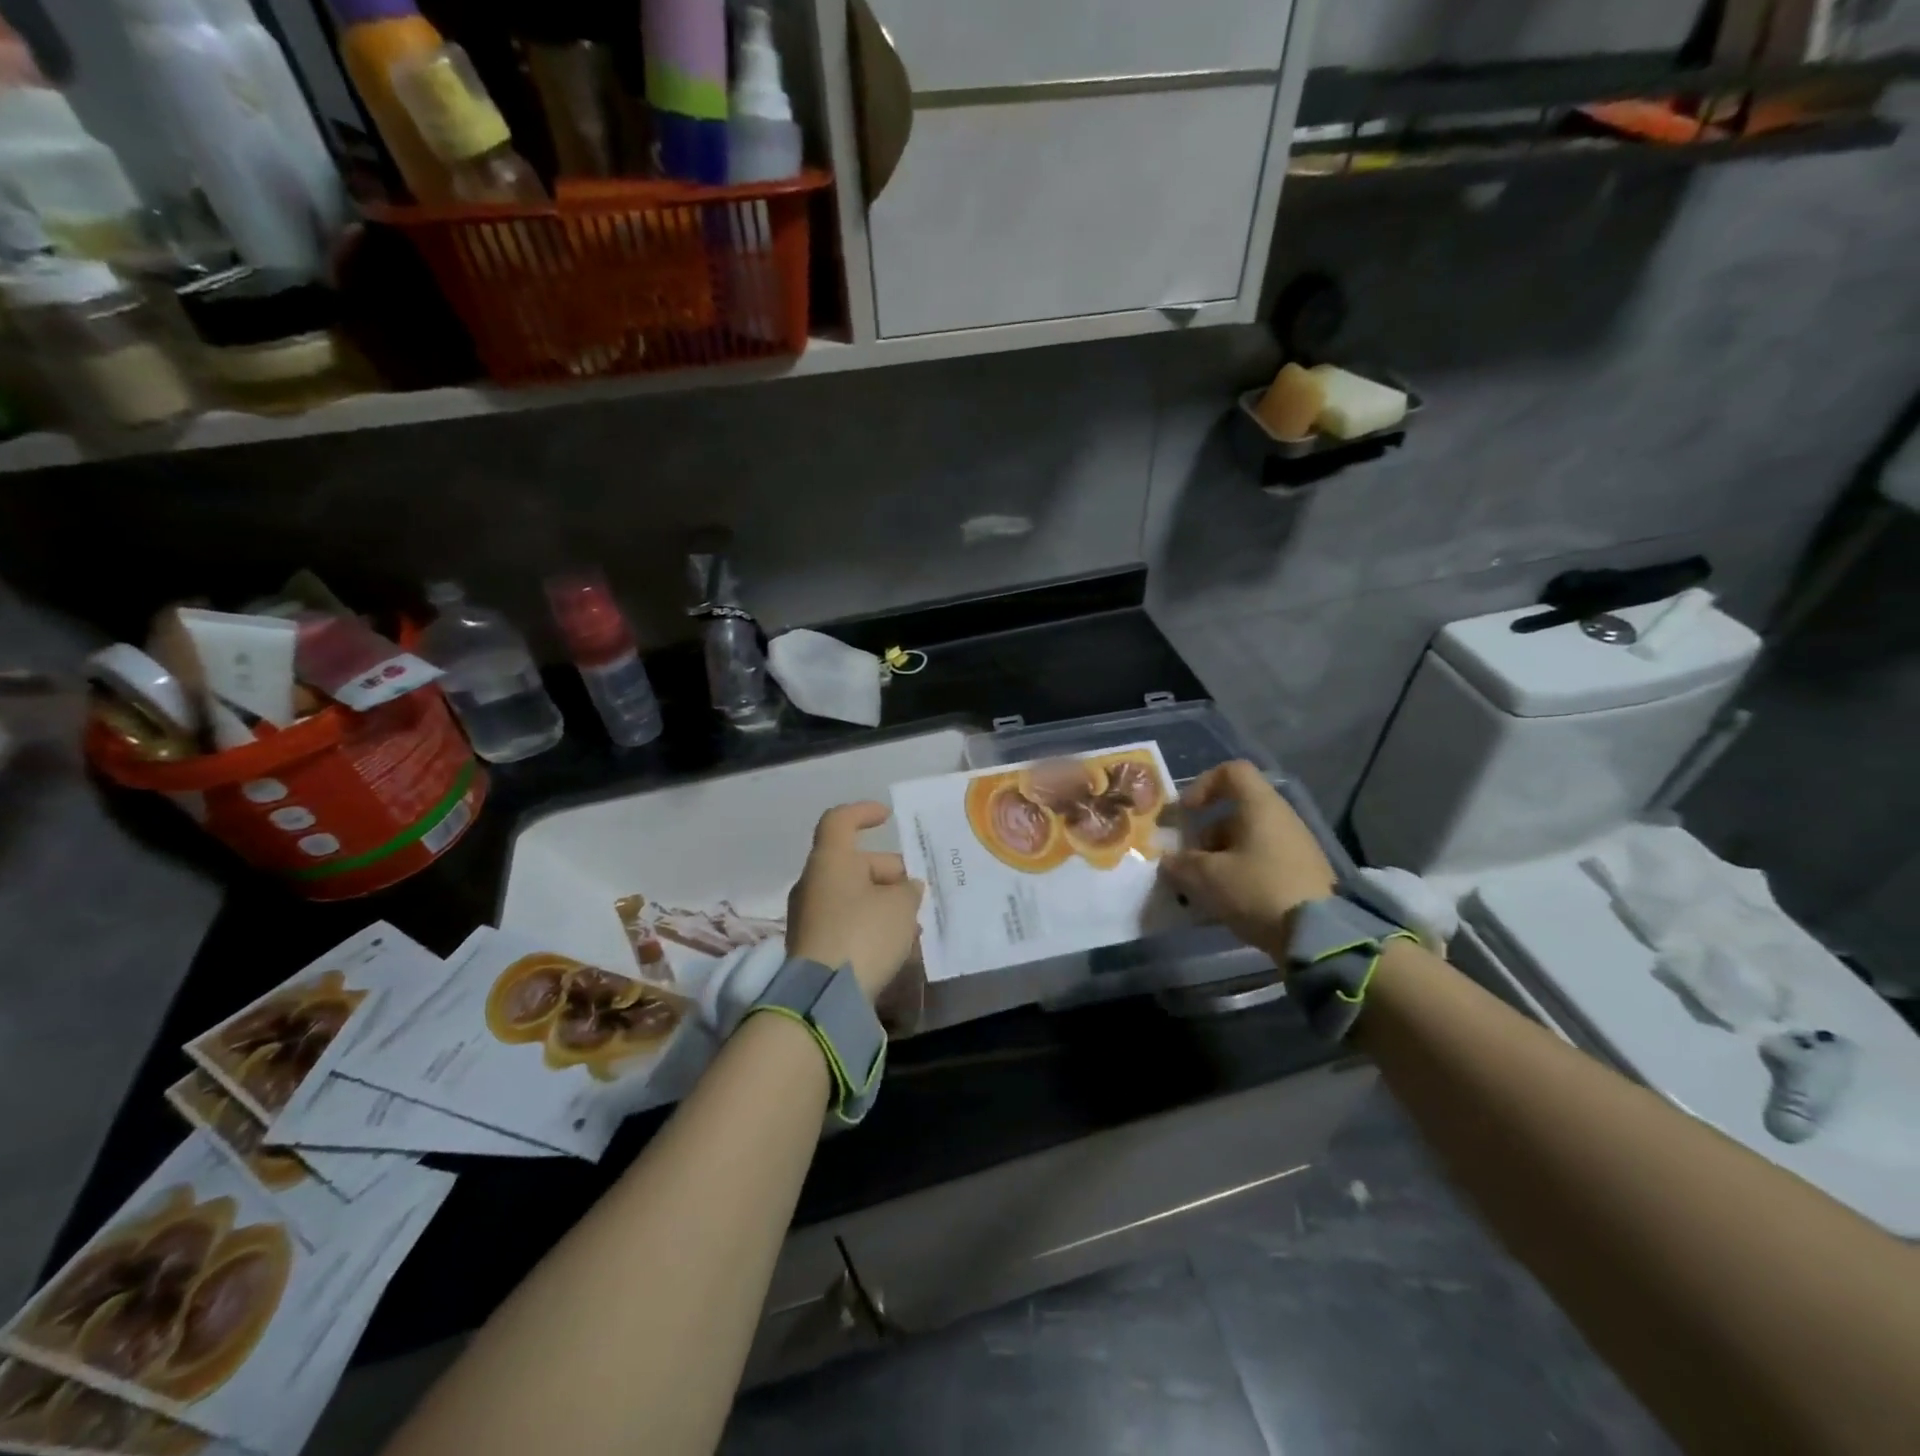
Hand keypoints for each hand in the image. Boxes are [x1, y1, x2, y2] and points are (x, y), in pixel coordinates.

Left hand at [787, 802, 925, 1005]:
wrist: (823, 996)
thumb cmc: (863, 934)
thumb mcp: (901, 906)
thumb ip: (909, 889)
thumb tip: (906, 888)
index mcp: (830, 860)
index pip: (840, 821)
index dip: (864, 813)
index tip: (887, 817)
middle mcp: (814, 882)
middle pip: (855, 864)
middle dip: (890, 874)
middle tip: (918, 893)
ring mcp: (810, 916)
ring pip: (853, 896)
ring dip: (884, 904)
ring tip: (915, 924)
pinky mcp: (813, 946)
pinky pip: (847, 924)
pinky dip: (871, 927)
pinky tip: (898, 948)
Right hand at [1161, 761, 1336, 955]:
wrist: (1320, 936)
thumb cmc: (1258, 890)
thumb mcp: (1208, 877)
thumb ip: (1181, 864)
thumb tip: (1168, 862)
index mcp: (1260, 806)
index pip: (1232, 771)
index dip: (1203, 784)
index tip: (1187, 813)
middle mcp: (1281, 818)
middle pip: (1235, 812)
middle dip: (1205, 835)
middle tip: (1189, 862)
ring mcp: (1296, 847)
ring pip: (1247, 840)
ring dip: (1220, 858)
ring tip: (1204, 889)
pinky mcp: (1303, 874)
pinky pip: (1262, 862)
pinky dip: (1240, 874)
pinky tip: (1227, 902)